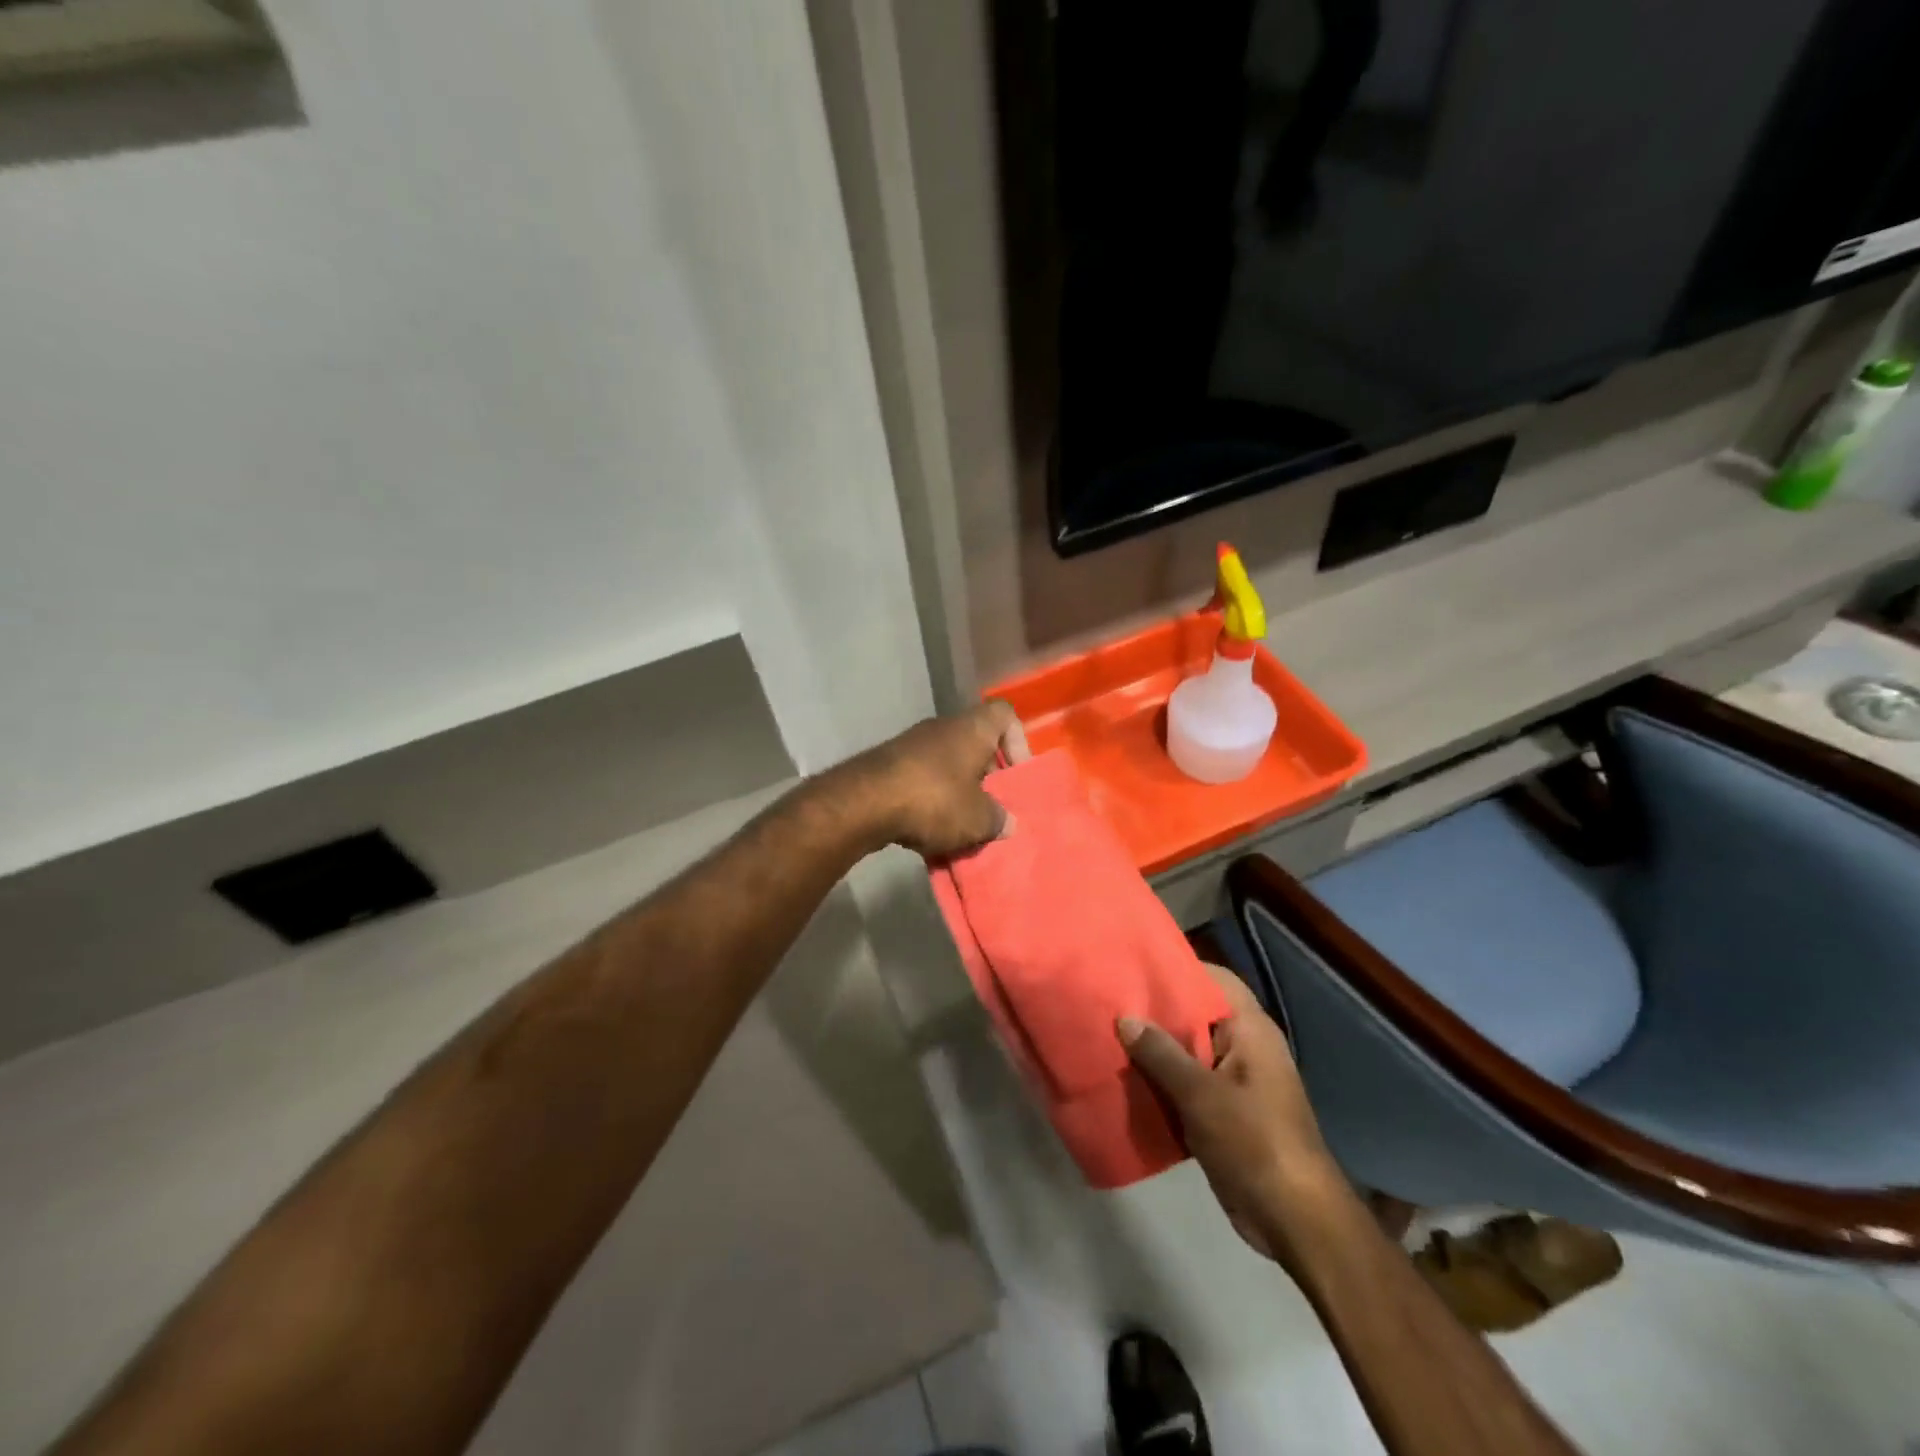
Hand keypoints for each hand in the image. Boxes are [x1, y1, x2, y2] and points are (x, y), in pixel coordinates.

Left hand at [845, 701, 1031, 858]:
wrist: (863, 802)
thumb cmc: (934, 800)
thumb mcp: (978, 819)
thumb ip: (998, 819)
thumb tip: (1006, 823)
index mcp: (972, 729)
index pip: (1005, 715)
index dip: (1018, 742)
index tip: (1017, 776)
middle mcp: (943, 728)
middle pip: (976, 744)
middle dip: (987, 778)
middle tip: (993, 809)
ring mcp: (912, 745)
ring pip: (948, 765)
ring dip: (959, 792)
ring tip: (963, 827)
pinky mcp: (888, 765)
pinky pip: (922, 780)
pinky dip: (931, 801)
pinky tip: (930, 830)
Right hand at [1119, 964, 1344, 1267]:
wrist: (1293, 1219)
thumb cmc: (1254, 1141)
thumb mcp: (1201, 1094)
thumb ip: (1161, 1053)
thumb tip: (1125, 1018)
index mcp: (1250, 1031)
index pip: (1215, 979)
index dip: (1180, 967)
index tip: (1137, 963)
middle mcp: (1244, 1048)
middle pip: (1196, 1014)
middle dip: (1157, 1010)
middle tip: (1111, 998)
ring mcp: (1234, 1081)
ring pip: (1188, 1051)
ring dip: (1155, 1048)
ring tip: (1108, 1033)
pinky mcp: (1223, 1112)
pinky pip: (1186, 1083)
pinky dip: (1161, 1080)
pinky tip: (1125, 1078)